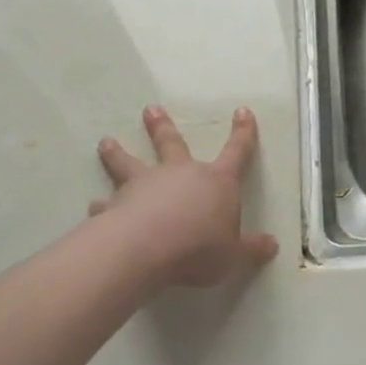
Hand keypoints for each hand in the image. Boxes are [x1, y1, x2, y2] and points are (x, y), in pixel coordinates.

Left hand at [92, 105, 279, 287]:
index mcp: (217, 182)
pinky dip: (101, 205)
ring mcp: (144, 186)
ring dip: (118, 153)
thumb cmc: (200, 248)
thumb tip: (272, 245)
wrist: (147, 249)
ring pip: (129, 163)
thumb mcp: (234, 255)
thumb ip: (251, 249)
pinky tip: (93, 206)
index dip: (243, 133)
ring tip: (105, 142)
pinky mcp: (117, 205)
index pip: (237, 152)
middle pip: (173, 144)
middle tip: (150, 109)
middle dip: (163, 126)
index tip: (242, 111)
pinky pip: (107, 203)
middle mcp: (180, 174)